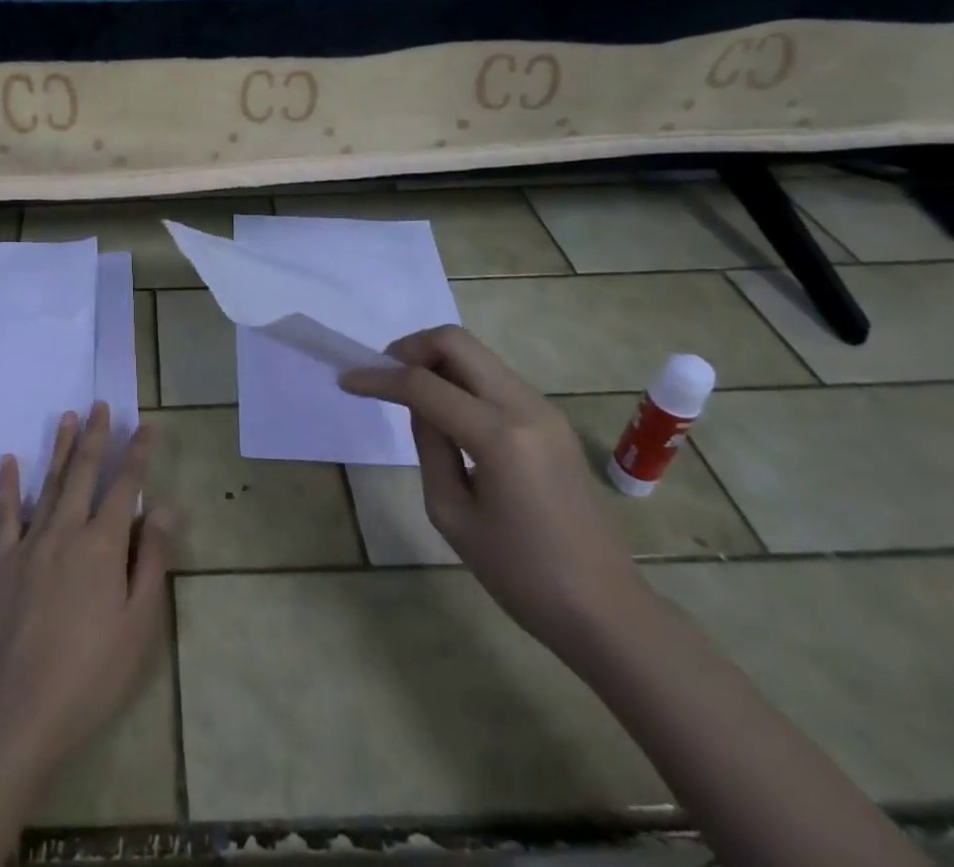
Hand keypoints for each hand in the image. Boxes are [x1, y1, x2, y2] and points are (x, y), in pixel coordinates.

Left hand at [0, 404, 173, 775]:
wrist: (20, 710)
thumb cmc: (92, 671)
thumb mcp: (139, 622)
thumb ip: (153, 559)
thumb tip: (168, 507)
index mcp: (103, 544)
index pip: (126, 486)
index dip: (138, 454)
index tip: (146, 424)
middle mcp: (67, 530)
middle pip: (84, 473)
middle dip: (96, 437)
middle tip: (100, 405)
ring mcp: (32, 543)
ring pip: (50, 483)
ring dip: (60, 448)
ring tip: (68, 417)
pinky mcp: (3, 562)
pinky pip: (7, 514)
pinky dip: (8, 485)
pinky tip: (8, 461)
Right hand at [341, 325, 649, 652]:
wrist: (606, 611)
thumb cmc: (522, 575)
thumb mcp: (452, 513)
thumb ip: (429, 446)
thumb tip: (419, 406)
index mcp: (499, 435)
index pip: (423, 385)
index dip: (379, 378)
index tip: (347, 381)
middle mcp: (525, 406)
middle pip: (456, 342)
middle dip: (410, 348)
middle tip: (383, 373)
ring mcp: (544, 410)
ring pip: (477, 355)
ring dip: (436, 361)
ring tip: (408, 393)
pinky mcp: (551, 421)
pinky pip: (494, 379)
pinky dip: (460, 380)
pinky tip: (445, 411)